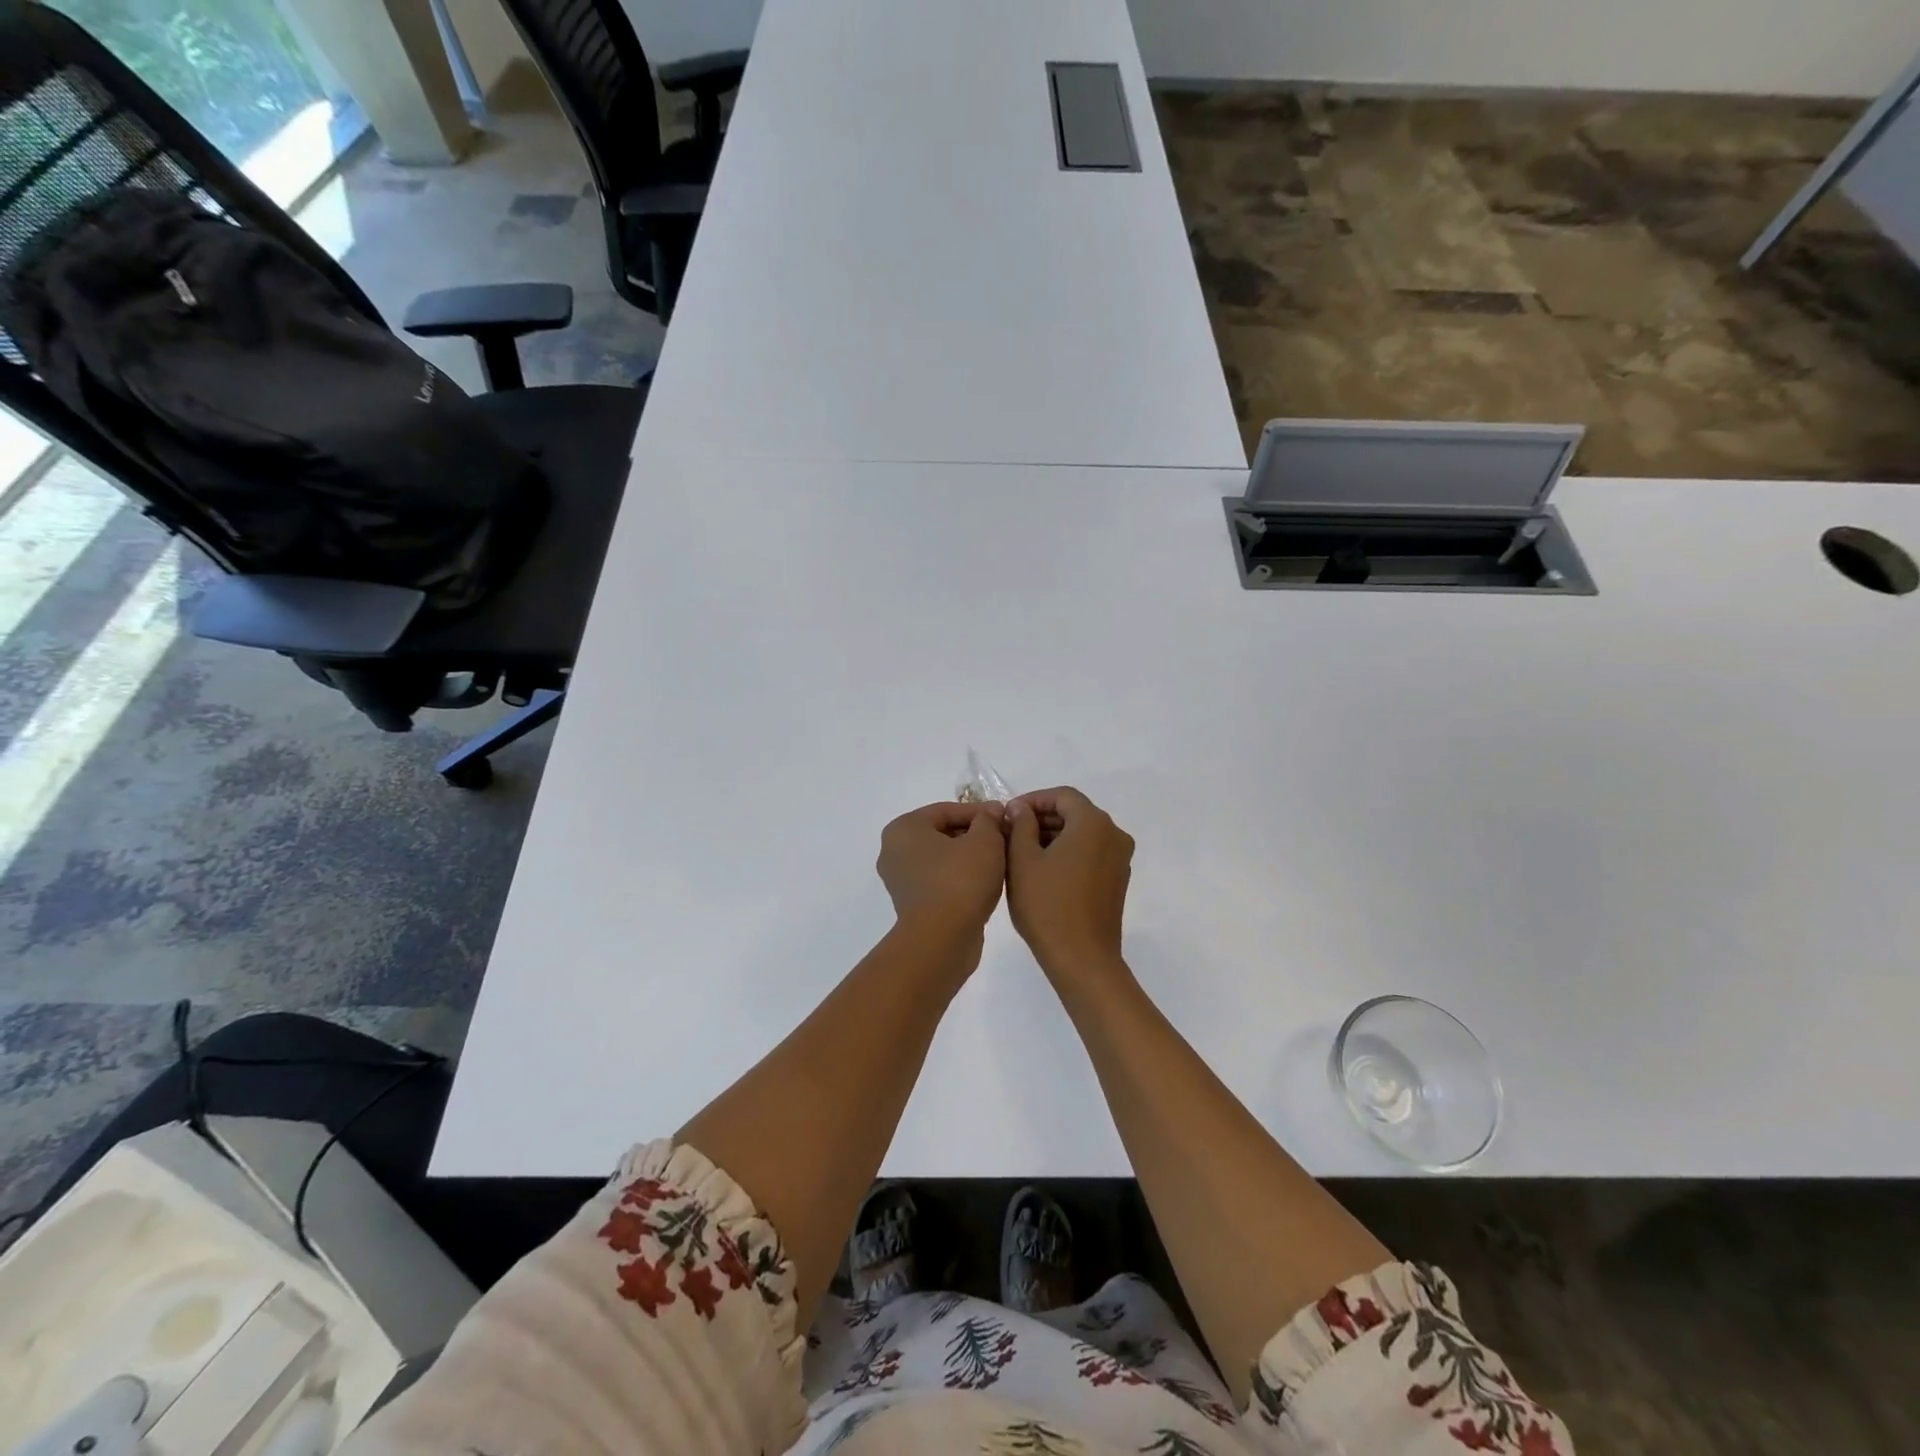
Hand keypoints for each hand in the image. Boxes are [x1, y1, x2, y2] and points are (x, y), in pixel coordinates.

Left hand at [877, 801, 1007, 942]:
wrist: (942, 940)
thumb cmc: (961, 880)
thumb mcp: (984, 841)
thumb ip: (989, 820)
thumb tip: (991, 812)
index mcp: (904, 828)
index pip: (946, 810)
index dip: (980, 812)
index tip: (1005, 817)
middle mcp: (894, 851)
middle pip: (942, 833)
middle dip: (974, 834)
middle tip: (1004, 838)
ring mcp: (900, 880)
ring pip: (942, 858)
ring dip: (969, 856)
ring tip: (999, 860)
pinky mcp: (912, 905)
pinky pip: (939, 880)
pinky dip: (960, 878)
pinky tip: (985, 883)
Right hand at [1005, 787, 1133, 984]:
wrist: (1082, 959)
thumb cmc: (1047, 905)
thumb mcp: (1022, 860)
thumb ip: (1020, 825)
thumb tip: (1021, 808)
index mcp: (1093, 823)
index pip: (1062, 796)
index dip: (1033, 800)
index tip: (1008, 814)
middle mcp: (1114, 834)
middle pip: (1075, 812)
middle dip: (1042, 818)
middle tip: (1010, 832)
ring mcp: (1120, 859)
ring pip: (1083, 834)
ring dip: (1054, 836)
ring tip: (1021, 851)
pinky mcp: (1118, 880)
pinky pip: (1091, 853)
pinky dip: (1069, 852)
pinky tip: (1043, 870)